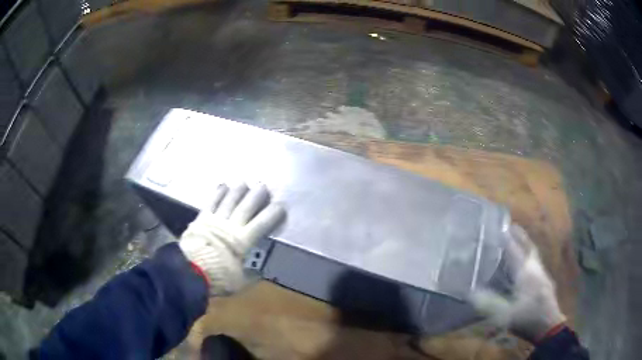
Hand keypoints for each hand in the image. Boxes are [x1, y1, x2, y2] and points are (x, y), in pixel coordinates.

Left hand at [179, 183, 284, 295]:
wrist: (190, 270)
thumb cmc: (218, 277)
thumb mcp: (239, 282)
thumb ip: (251, 276)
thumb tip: (260, 272)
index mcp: (243, 241)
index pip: (262, 224)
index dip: (272, 214)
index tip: (280, 206)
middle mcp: (231, 226)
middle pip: (246, 207)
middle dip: (256, 196)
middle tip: (264, 186)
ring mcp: (216, 220)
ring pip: (230, 201)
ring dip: (238, 191)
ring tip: (245, 182)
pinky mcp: (202, 218)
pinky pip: (212, 203)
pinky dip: (218, 194)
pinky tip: (223, 185)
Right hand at [469, 224, 565, 342]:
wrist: (549, 326)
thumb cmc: (528, 317)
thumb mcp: (505, 315)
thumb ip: (489, 304)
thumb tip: (471, 293)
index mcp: (526, 272)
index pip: (515, 251)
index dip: (508, 239)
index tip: (500, 226)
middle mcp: (535, 269)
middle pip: (529, 247)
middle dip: (521, 236)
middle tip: (512, 226)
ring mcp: (542, 275)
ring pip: (534, 255)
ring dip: (526, 245)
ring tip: (518, 241)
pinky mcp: (545, 282)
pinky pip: (536, 264)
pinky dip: (530, 257)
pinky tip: (526, 265)